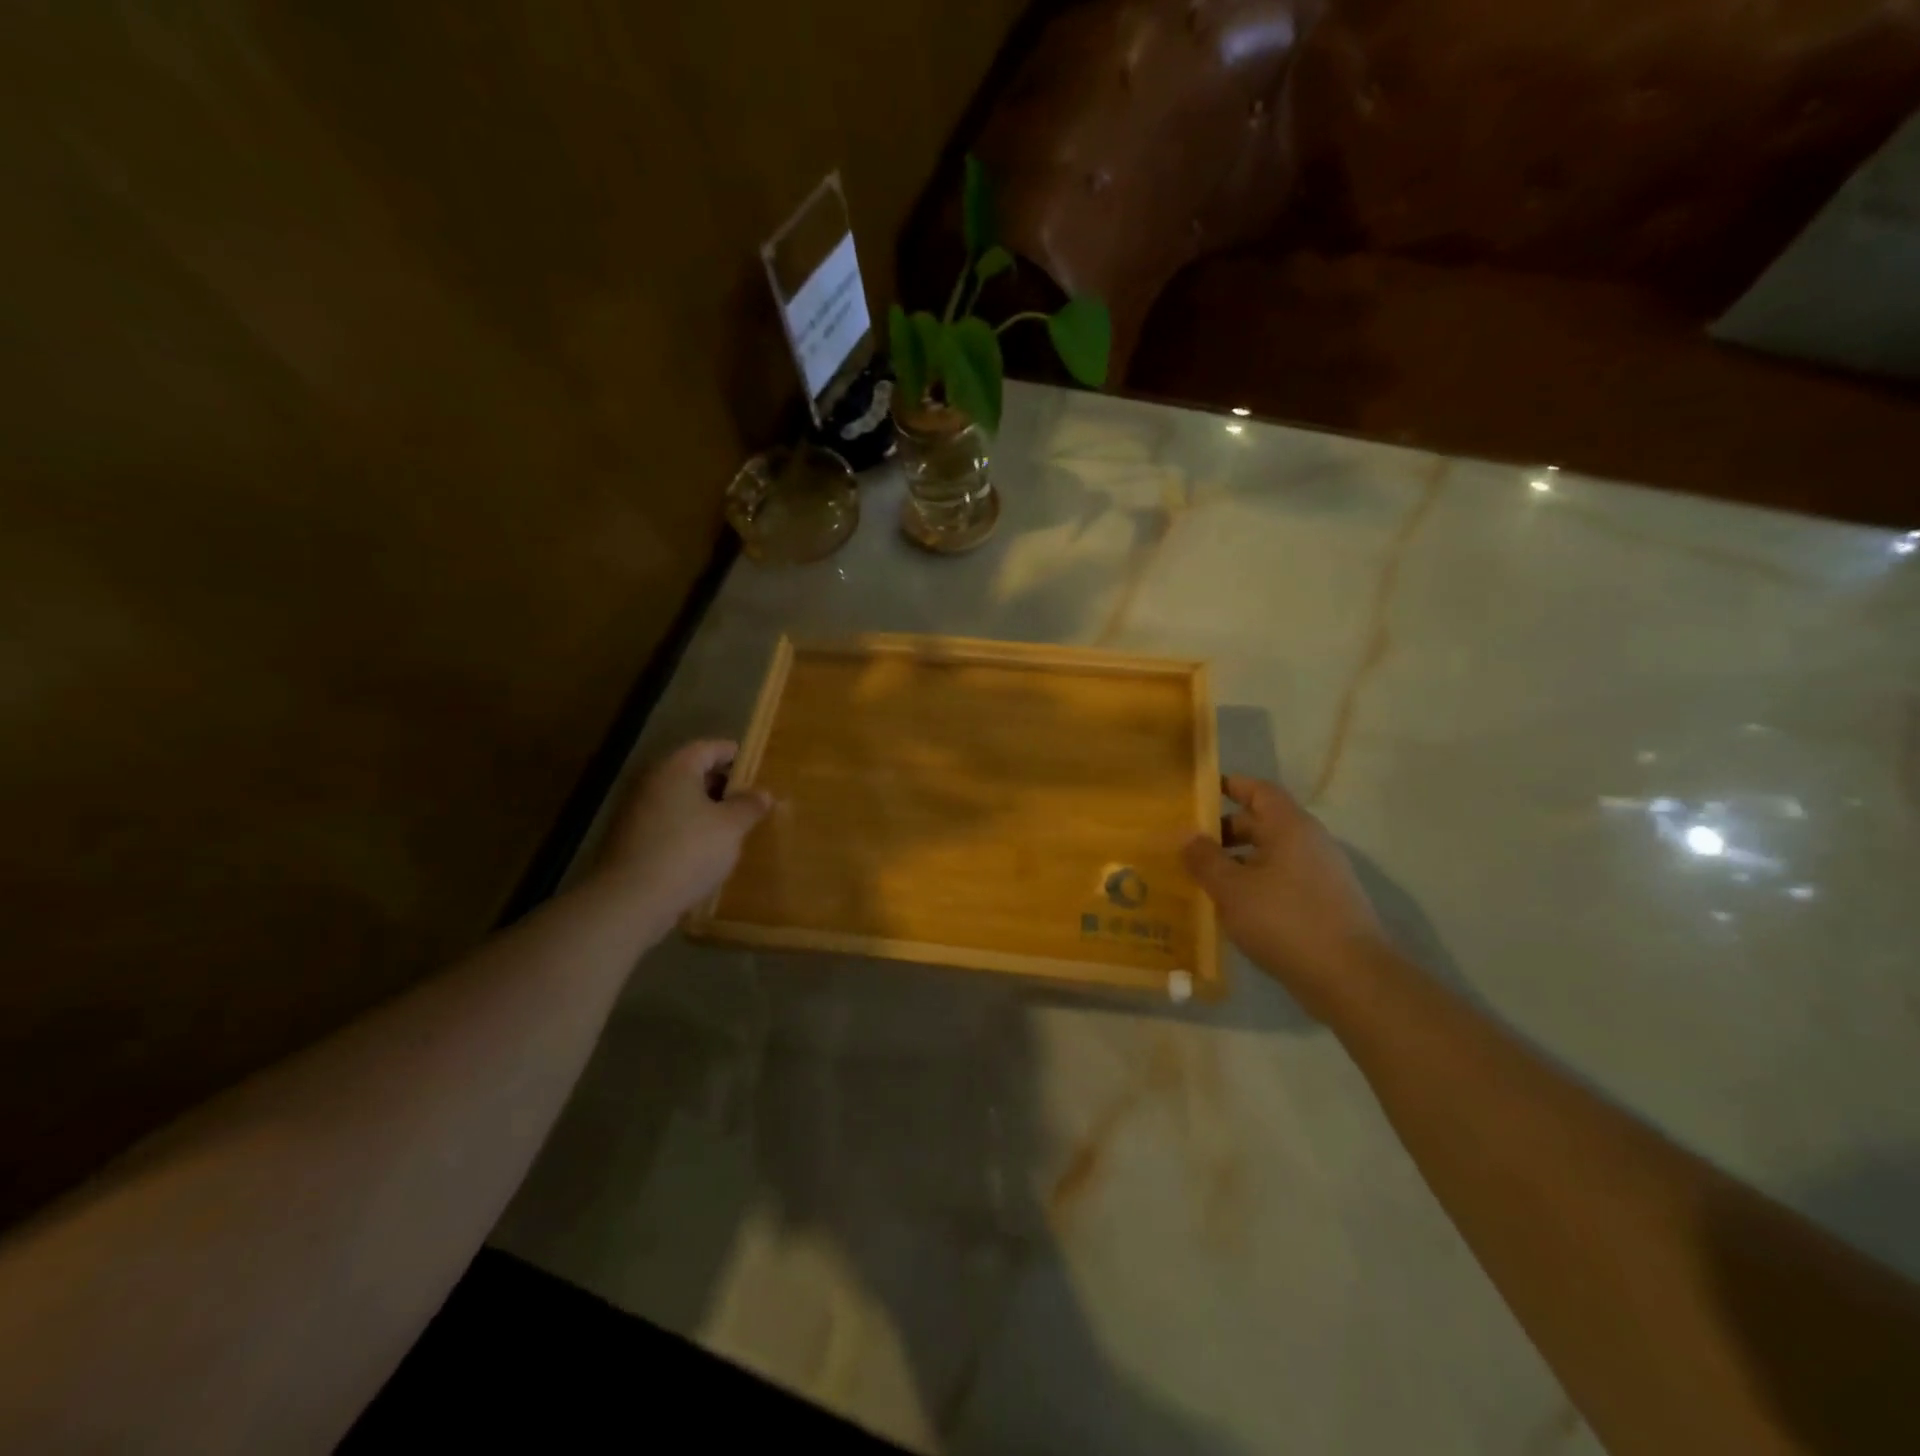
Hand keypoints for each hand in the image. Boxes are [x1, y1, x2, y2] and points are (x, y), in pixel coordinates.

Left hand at [594, 739, 771, 917]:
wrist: (630, 899)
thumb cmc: (688, 851)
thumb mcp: (731, 827)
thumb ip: (749, 805)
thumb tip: (762, 793)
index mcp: (675, 768)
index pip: (708, 748)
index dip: (733, 754)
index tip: (755, 766)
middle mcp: (651, 782)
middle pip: (691, 772)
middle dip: (720, 783)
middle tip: (748, 798)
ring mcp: (635, 811)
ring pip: (678, 799)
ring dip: (704, 808)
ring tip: (731, 825)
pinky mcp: (629, 839)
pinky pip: (666, 822)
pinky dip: (687, 827)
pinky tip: (705, 848)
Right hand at [1182, 775, 1391, 1017]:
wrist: (1350, 978)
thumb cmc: (1285, 921)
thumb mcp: (1232, 889)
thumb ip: (1205, 859)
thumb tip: (1187, 836)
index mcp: (1290, 827)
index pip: (1258, 790)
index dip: (1230, 786)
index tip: (1199, 792)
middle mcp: (1310, 843)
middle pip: (1262, 823)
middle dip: (1225, 831)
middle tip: (1189, 845)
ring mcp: (1321, 874)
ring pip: (1271, 856)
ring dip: (1237, 862)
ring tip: (1203, 879)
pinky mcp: (1325, 904)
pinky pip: (1282, 881)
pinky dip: (1255, 886)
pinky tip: (1233, 909)